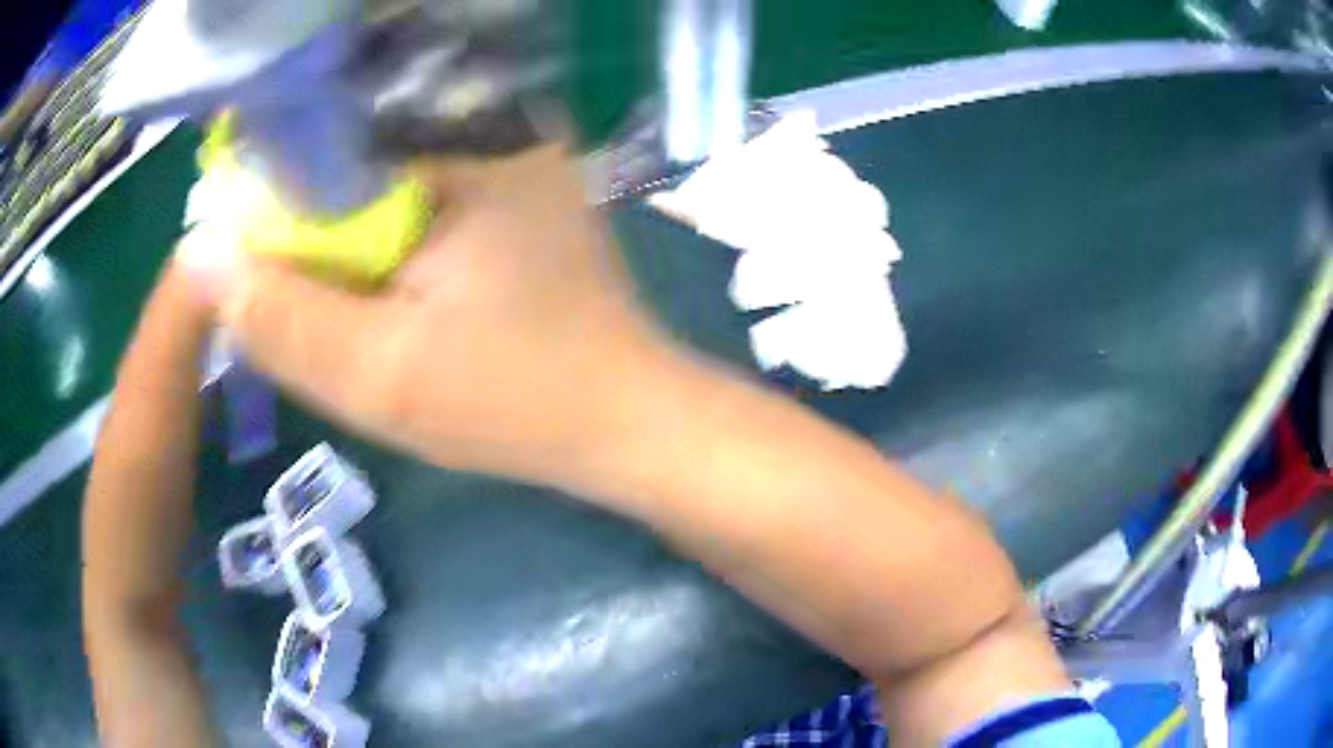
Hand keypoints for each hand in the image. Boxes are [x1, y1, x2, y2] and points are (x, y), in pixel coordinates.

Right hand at [182, 144, 673, 488]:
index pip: (333, 141)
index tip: (238, 250)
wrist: (623, 425)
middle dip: (307, 221)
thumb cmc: (516, 403)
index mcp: (469, 150)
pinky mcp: (517, 200)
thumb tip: (199, 253)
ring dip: (342, 235)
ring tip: (318, 287)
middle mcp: (496, 134)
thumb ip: (283, 317)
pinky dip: (382, 241)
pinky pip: (421, 202)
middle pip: (359, 157)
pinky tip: (368, 281)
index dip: (271, 194)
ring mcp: (514, 163)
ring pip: (386, 181)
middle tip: (273, 280)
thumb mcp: (380, 375)